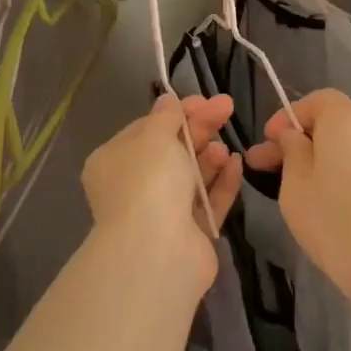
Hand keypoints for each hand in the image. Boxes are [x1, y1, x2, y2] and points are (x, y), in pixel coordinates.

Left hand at [81, 94, 242, 285]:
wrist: (158, 251)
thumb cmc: (149, 182)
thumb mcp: (155, 137)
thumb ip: (166, 117)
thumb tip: (168, 101)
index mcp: (114, 162)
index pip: (147, 129)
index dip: (177, 112)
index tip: (206, 100)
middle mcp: (135, 187)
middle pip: (172, 150)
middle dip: (199, 129)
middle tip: (227, 109)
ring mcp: (162, 212)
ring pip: (191, 177)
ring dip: (209, 157)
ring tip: (225, 148)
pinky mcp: (190, 233)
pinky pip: (208, 201)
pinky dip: (221, 182)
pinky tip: (236, 164)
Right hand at [245, 89, 350, 307]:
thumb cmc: (335, 221)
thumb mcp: (295, 185)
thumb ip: (291, 151)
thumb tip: (294, 136)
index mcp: (347, 119)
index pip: (316, 100)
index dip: (288, 117)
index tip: (267, 144)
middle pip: (333, 123)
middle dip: (300, 141)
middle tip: (266, 168)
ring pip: (349, 148)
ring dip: (321, 160)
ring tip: (295, 189)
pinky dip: (343, 175)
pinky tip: (328, 203)